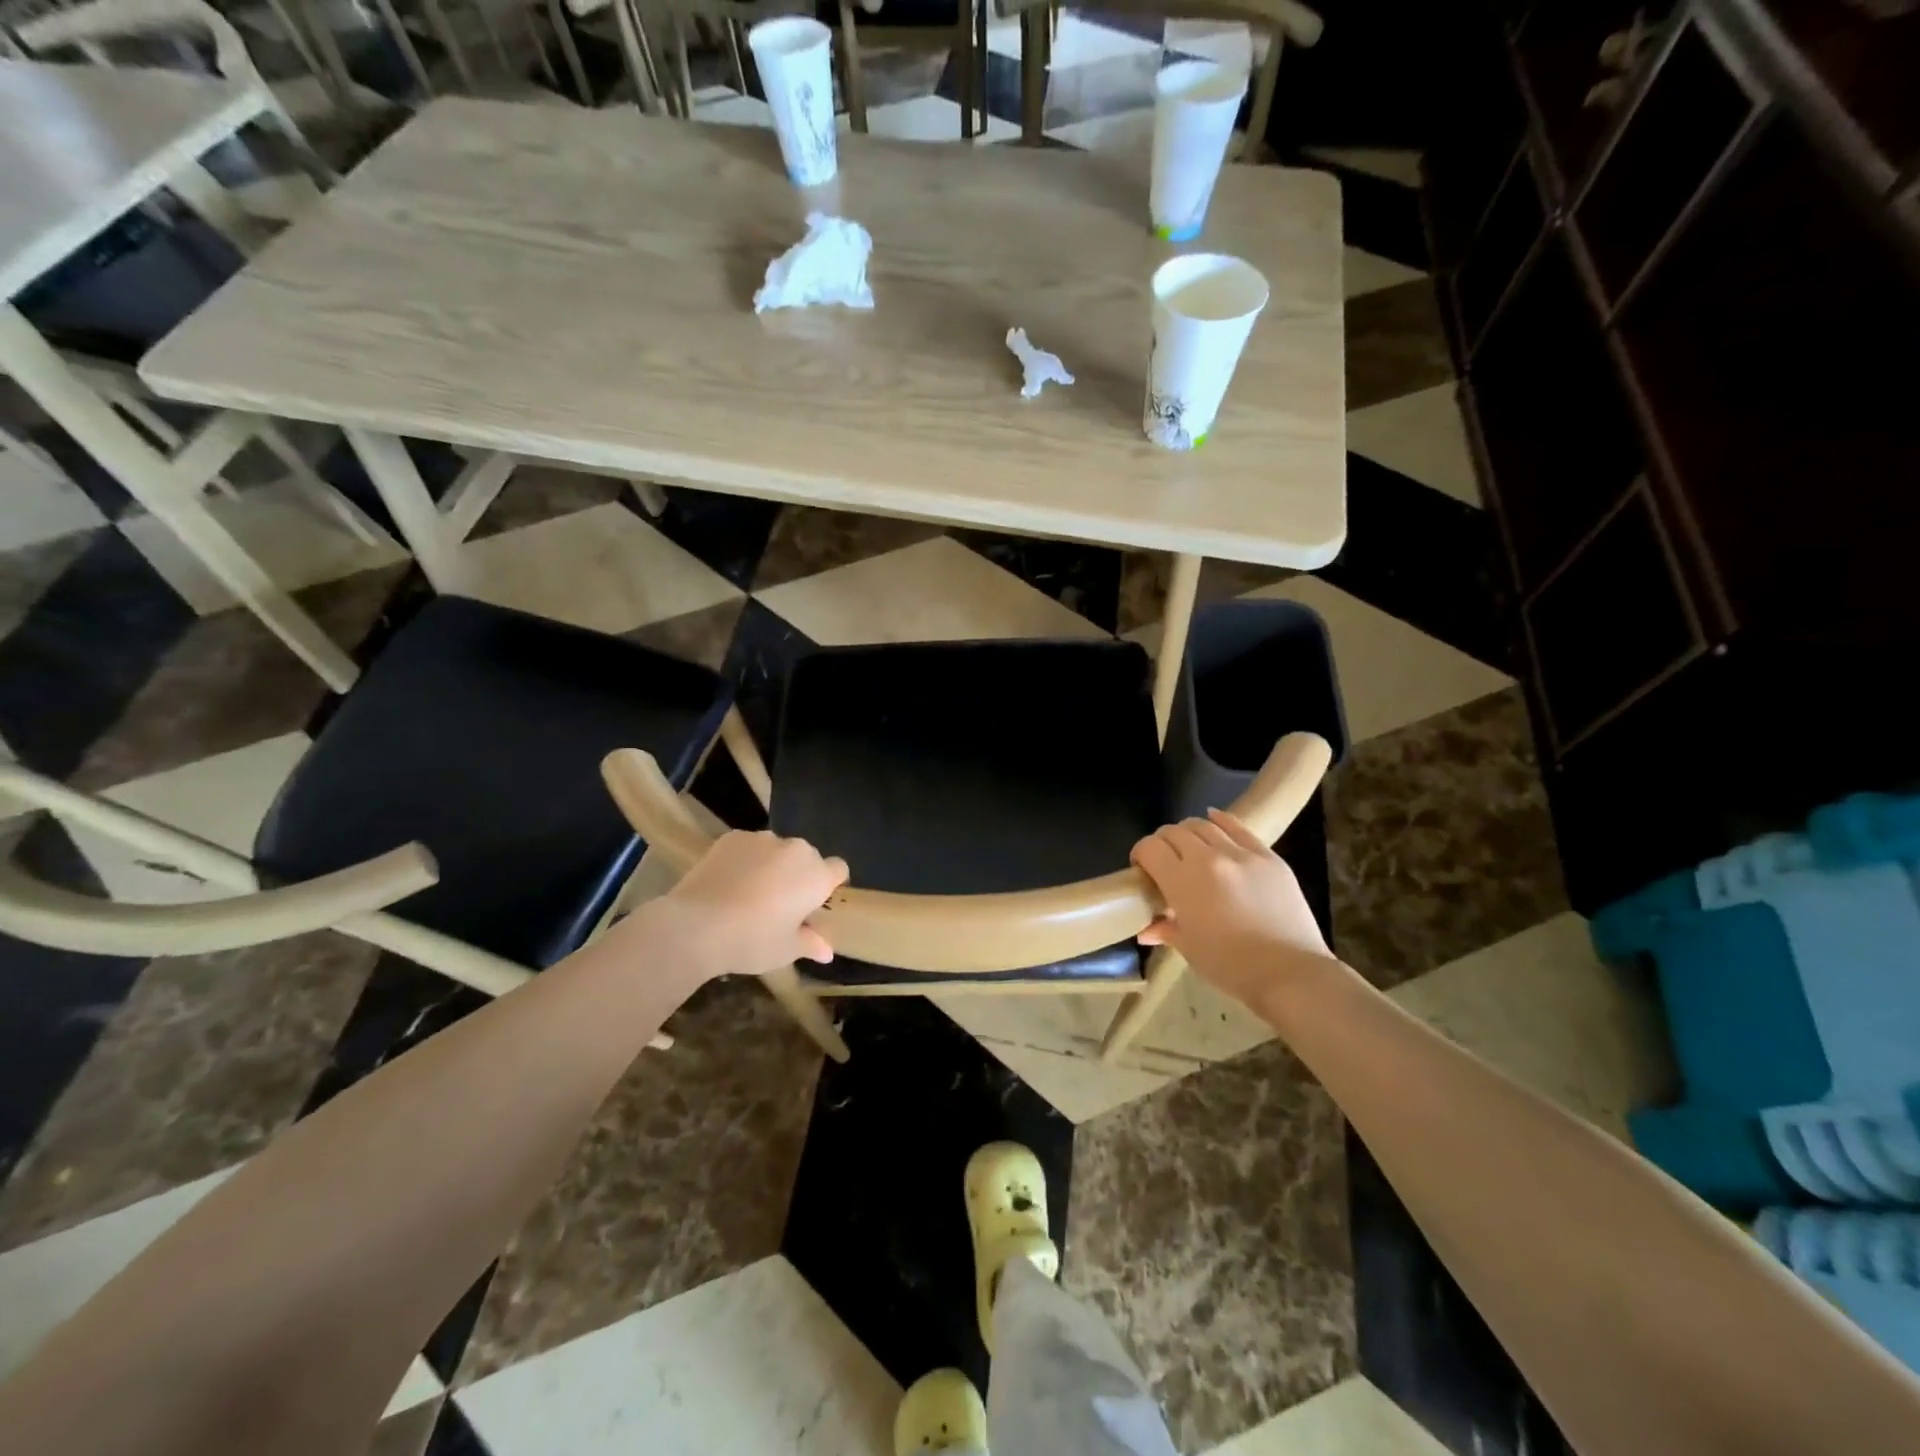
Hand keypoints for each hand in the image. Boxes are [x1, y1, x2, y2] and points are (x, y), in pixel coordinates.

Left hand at [651, 830, 848, 979]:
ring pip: (776, 850)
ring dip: (772, 865)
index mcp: (816, 875)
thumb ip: (810, 944)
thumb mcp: (786, 950)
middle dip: (798, 875)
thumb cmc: (752, 940)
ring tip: (749, 892)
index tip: (814, 904)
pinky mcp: (732, 837)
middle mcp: (795, 850)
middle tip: (780, 903)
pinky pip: (748, 847)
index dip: (829, 884)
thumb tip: (827, 951)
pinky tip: (728, 883)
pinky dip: (744, 860)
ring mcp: (762, 839)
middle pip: (807, 857)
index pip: (838, 869)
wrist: (696, 925)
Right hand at [1130, 809, 1333, 1008]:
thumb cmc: (1232, 967)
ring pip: (1204, 825)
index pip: (1150, 848)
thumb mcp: (1190, 949)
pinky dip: (1220, 820)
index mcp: (1183, 882)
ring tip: (1189, 848)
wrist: (1292, 973)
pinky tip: (1213, 819)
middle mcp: (1209, 858)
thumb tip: (1147, 929)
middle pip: (1174, 832)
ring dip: (1188, 833)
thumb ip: (1166, 929)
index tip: (1142, 870)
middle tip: (1164, 861)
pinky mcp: (1268, 856)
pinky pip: (1238, 827)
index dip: (1140, 854)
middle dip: (1162, 843)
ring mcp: (1242, 854)